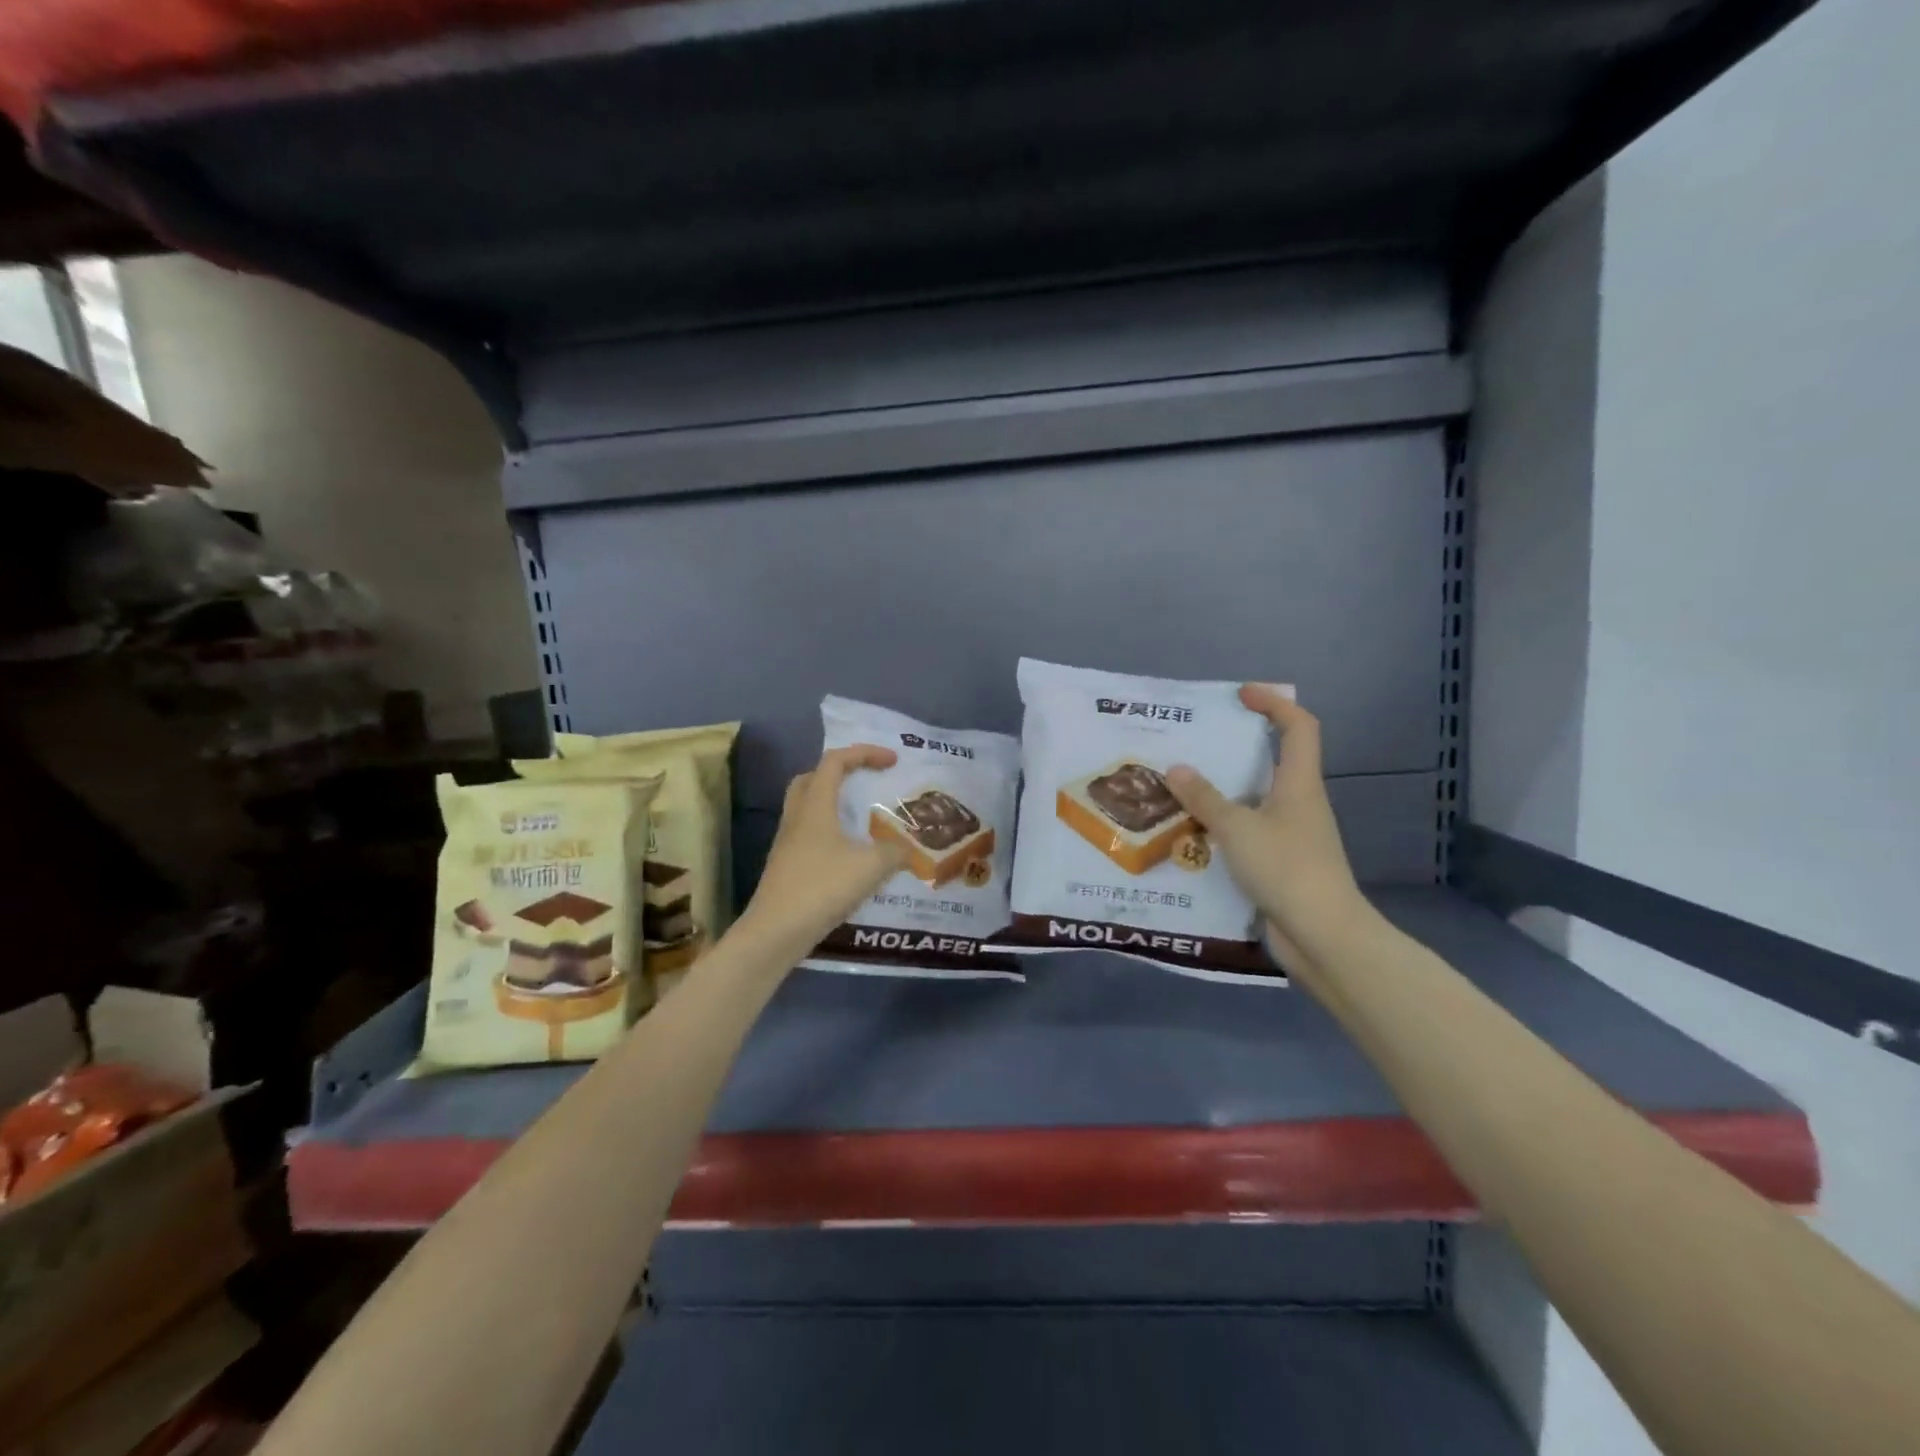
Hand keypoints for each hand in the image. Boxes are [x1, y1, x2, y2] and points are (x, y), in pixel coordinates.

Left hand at [739, 745, 908, 952]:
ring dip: (833, 802)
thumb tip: (908, 849)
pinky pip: (808, 833)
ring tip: (861, 817)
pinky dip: (829, 831)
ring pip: (807, 806)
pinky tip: (849, 853)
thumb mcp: (870, 868)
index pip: (835, 762)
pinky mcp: (786, 865)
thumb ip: (895, 852)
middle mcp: (797, 817)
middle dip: (841, 772)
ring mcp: (787, 842)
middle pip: (812, 778)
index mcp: (815, 806)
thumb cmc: (822, 888)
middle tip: (865, 780)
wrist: (776, 932)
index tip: (892, 761)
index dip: (864, 753)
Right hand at [1165, 687, 1368, 967]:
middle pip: (1273, 760)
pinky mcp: (1279, 864)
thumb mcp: (1237, 828)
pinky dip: (1221, 826)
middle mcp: (1298, 803)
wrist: (1323, 936)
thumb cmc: (1286, 868)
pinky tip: (1190, 834)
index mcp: (1299, 783)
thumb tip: (1176, 768)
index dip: (1274, 703)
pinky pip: (1246, 832)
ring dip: (1222, 790)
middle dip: (1237, 746)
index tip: (1241, 694)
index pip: (1298, 727)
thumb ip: (1204, 798)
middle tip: (1195, 742)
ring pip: (1255, 799)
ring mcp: (1291, 835)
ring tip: (1179, 787)